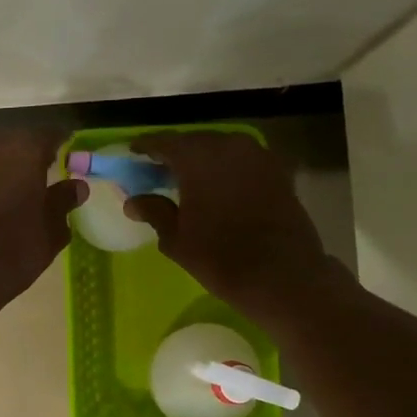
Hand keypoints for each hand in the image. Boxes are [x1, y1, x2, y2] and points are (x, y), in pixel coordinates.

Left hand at [0, 133, 86, 319]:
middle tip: (44, 173)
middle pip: (17, 141)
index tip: (69, 153)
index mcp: (24, 150)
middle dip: (30, 154)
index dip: (61, 143)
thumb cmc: (13, 250)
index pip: (49, 134)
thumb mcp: (51, 230)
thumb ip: (64, 202)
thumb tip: (76, 186)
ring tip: (16, 189)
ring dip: (4, 166)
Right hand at [124, 132, 337, 328]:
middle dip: (176, 154)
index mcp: (197, 157)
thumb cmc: (219, 257)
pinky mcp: (278, 171)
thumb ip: (154, 211)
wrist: (282, 275)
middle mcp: (228, 146)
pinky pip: (243, 162)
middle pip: (194, 142)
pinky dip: (227, 170)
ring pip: (221, 149)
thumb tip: (133, 201)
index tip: (133, 153)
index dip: (146, 147)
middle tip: (160, 170)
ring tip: (189, 180)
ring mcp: (258, 156)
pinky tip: (220, 188)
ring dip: (204, 161)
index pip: (164, 142)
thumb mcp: (176, 238)